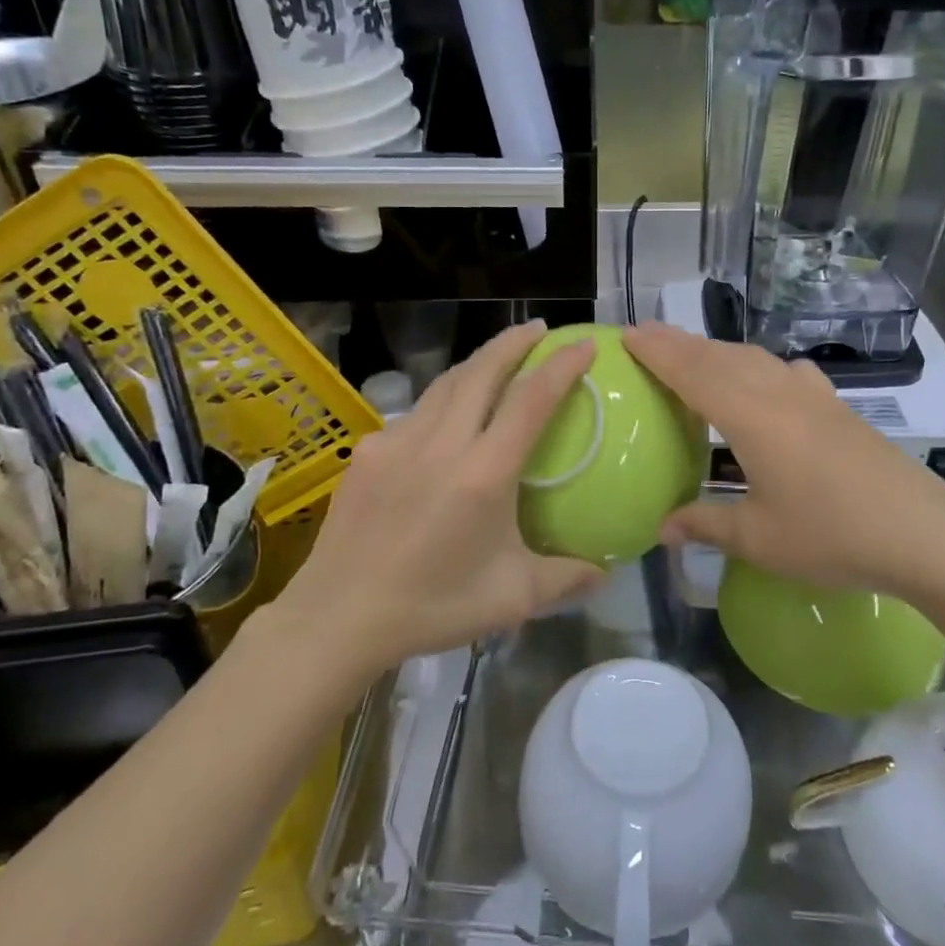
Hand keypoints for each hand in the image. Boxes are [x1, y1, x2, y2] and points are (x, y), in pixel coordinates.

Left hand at [276, 322, 605, 672]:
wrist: (337, 616)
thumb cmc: (431, 606)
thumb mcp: (511, 598)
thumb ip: (566, 577)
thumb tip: (607, 570)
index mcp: (483, 472)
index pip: (531, 400)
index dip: (561, 366)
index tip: (583, 344)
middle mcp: (442, 443)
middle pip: (483, 370)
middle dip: (514, 341)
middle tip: (538, 329)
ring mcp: (400, 440)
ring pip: (447, 383)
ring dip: (478, 362)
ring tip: (499, 357)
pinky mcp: (371, 450)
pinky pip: (417, 411)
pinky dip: (444, 399)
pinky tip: (448, 418)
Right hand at [624, 322, 944, 595]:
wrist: (921, 531)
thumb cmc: (832, 535)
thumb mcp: (760, 538)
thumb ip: (707, 524)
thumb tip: (661, 529)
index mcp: (750, 417)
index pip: (693, 372)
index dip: (658, 352)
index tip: (627, 335)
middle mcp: (778, 392)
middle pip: (720, 356)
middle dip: (680, 343)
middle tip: (646, 336)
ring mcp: (812, 395)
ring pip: (753, 358)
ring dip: (717, 351)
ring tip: (693, 355)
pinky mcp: (837, 406)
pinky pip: (785, 371)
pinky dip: (758, 366)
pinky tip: (766, 380)